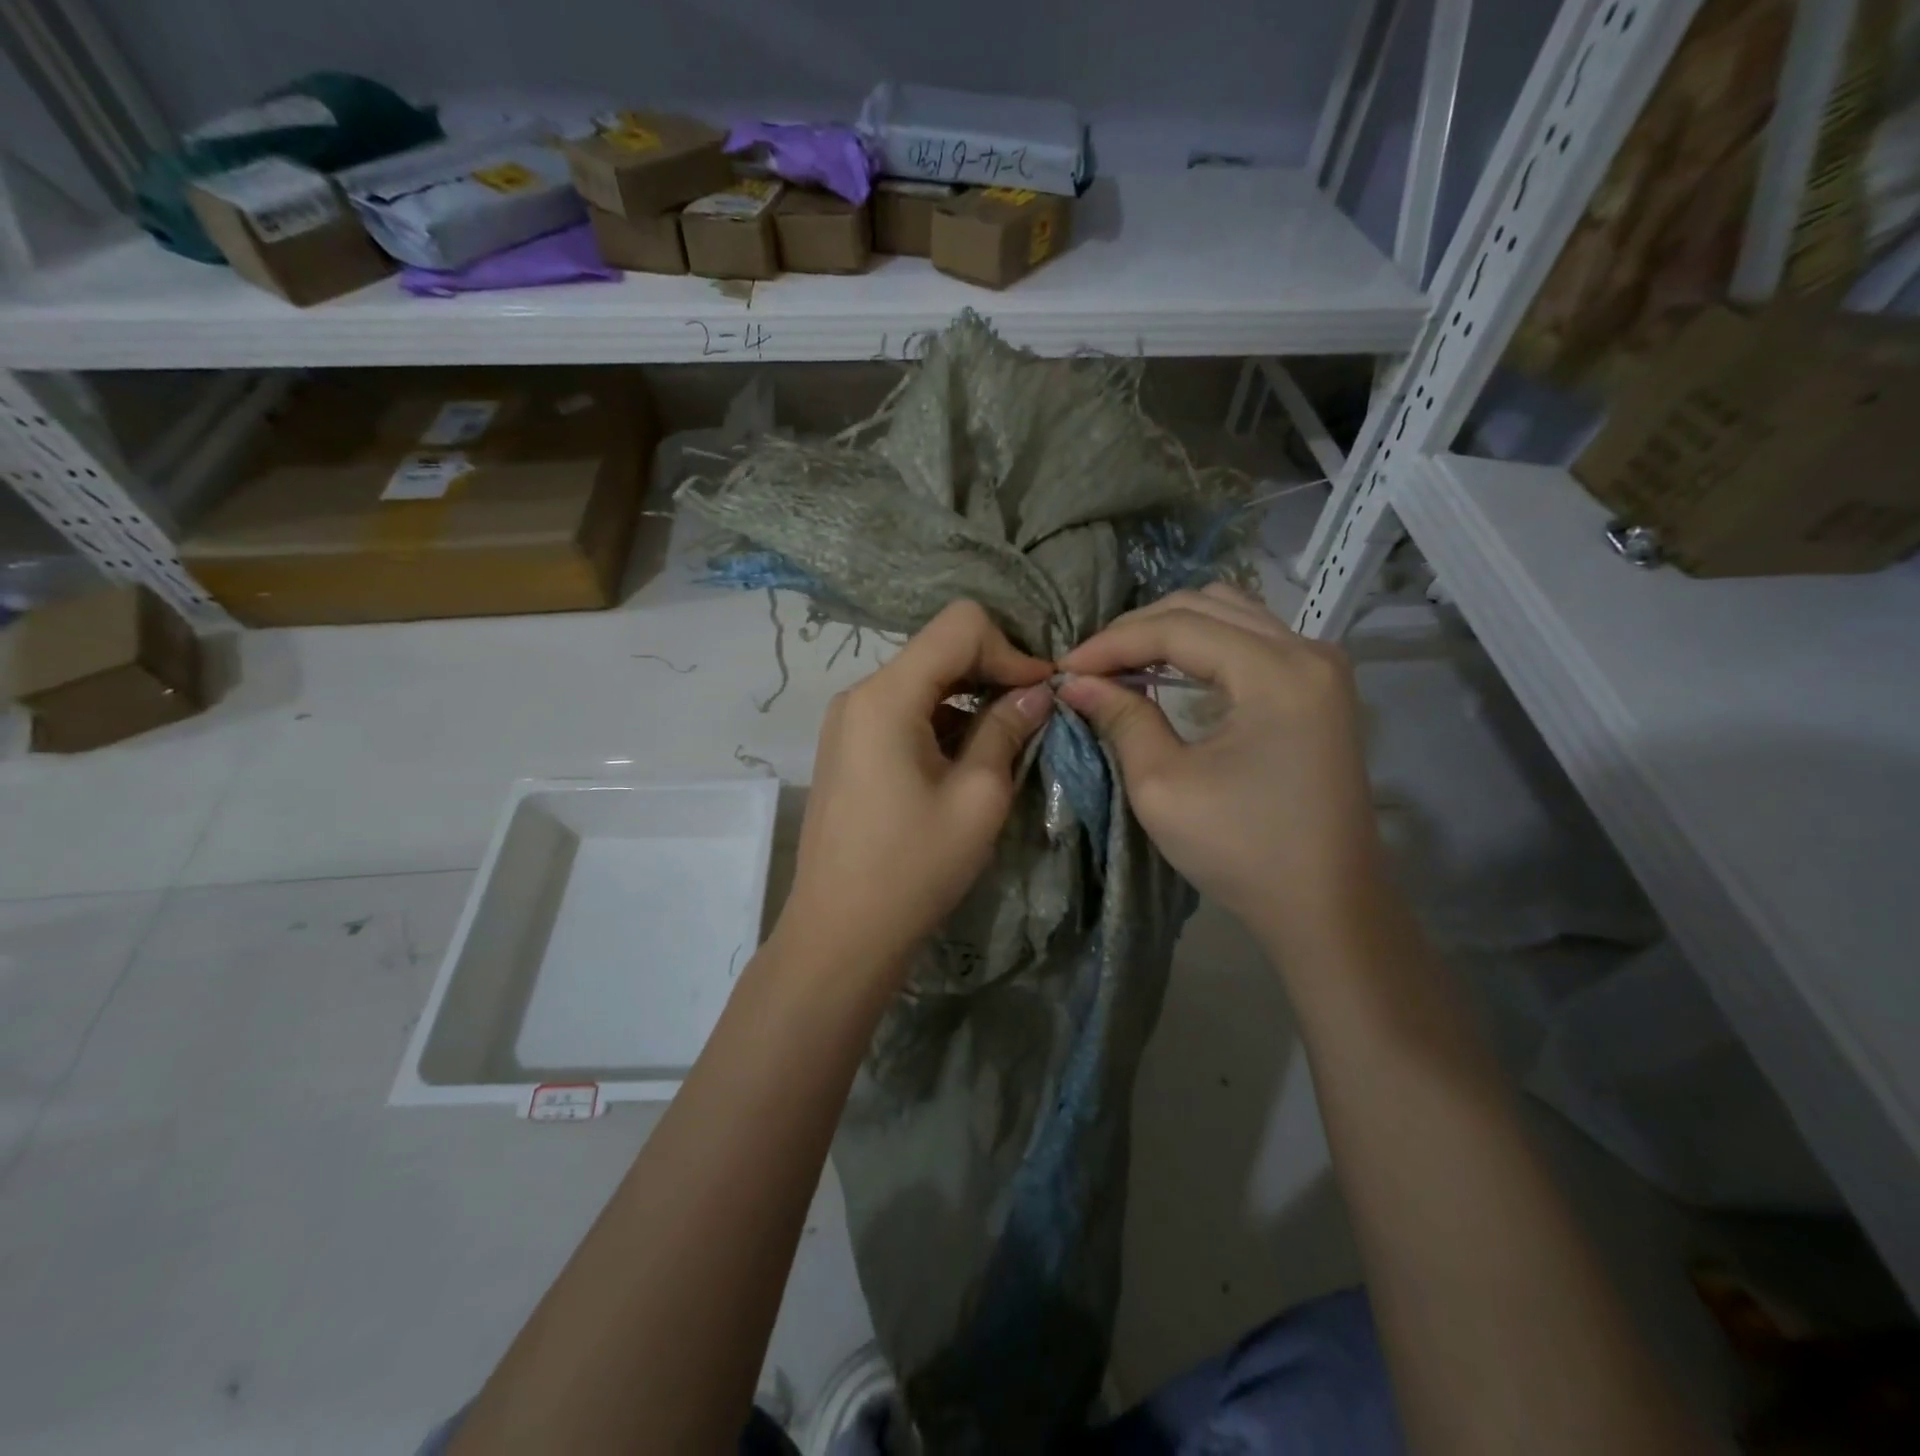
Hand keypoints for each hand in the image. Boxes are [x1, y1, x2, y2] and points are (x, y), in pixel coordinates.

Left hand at [776, 600, 1054, 980]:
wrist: (840, 933)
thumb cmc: (913, 869)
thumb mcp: (977, 798)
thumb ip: (1007, 730)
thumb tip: (1037, 692)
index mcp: (885, 697)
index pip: (959, 626)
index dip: (1009, 650)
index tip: (1040, 693)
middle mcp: (859, 695)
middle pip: (938, 650)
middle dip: (992, 671)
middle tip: (1034, 713)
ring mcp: (848, 721)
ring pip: (922, 681)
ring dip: (969, 699)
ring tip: (1006, 740)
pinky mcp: (848, 747)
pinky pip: (903, 712)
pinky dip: (942, 721)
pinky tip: (968, 759)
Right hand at [1058, 584, 1382, 961]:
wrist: (1326, 905)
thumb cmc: (1242, 851)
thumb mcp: (1163, 786)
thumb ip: (1122, 719)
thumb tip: (1075, 683)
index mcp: (1276, 672)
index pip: (1178, 628)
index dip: (1112, 642)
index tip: (1065, 669)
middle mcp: (1307, 651)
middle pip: (1206, 605)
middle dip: (1137, 630)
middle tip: (1089, 666)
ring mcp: (1320, 667)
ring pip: (1230, 614)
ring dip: (1169, 632)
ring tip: (1122, 665)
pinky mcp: (1319, 688)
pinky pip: (1251, 640)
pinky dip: (1202, 647)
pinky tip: (1169, 673)